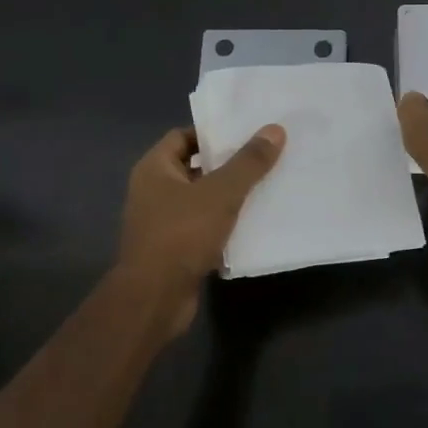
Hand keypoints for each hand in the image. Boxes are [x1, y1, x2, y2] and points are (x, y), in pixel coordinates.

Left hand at [118, 124, 286, 296]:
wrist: (155, 298)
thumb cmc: (181, 234)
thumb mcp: (221, 193)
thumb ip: (248, 162)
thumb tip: (275, 129)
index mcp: (154, 168)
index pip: (183, 136)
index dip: (212, 132)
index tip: (246, 132)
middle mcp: (153, 191)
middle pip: (194, 167)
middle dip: (227, 164)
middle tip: (264, 157)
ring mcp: (161, 222)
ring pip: (201, 200)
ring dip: (228, 196)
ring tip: (266, 186)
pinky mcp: (174, 250)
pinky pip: (203, 227)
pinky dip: (224, 224)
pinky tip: (253, 223)